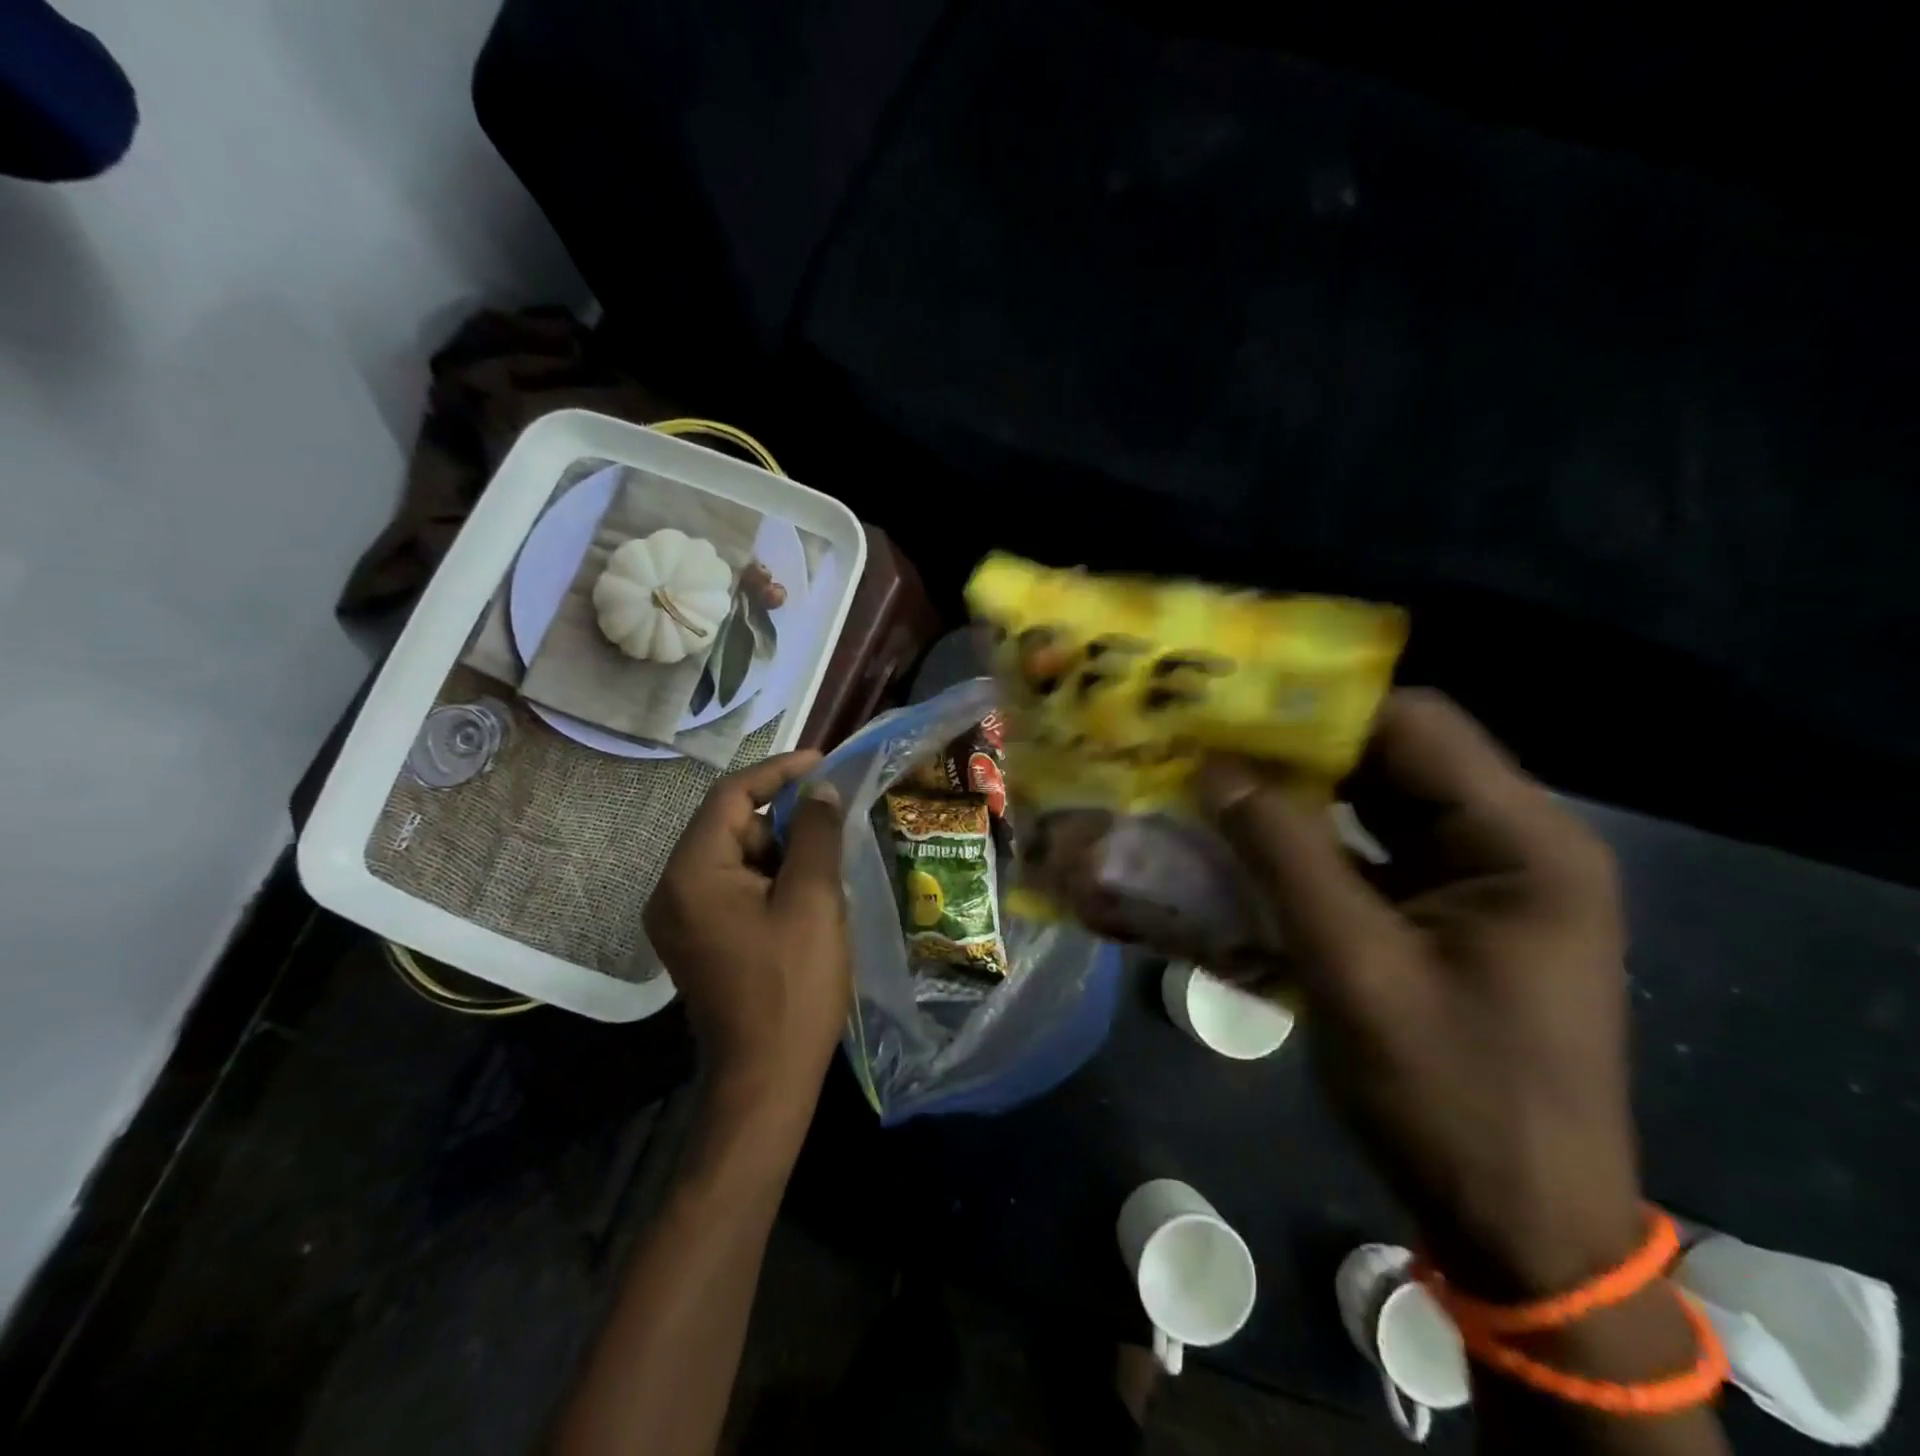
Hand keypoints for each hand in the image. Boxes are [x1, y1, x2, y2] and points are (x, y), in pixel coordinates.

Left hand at [644, 752, 849, 1102]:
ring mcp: (683, 918)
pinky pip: (735, 888)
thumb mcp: (812, 900)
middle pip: (731, 827)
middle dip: (784, 820)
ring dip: (782, 852)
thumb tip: (820, 788)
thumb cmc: (792, 985)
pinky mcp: (699, 939)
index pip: (730, 796)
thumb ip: (815, 833)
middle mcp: (673, 889)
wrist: (766, 1079)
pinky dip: (772, 880)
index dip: (778, 772)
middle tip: (834, 825)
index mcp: (691, 874)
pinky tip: (808, 896)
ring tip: (828, 867)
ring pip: (737, 858)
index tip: (823, 762)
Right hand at [1197, 690, 1641, 1300]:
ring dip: (1290, 800)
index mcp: (1520, 840)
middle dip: (1291, 752)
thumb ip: (1284, 857)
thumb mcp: (1354, 968)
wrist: (1519, 1229)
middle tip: (1200, 740)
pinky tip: (1238, 848)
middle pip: (1386, 762)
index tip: (1226, 704)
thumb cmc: (1451, 1097)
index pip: (1412, 725)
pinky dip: (1302, 851)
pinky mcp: (1438, 919)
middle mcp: (1505, 844)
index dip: (1316, 707)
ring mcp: (1470, 884)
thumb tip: (1216, 769)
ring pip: (1367, 809)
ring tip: (1206, 783)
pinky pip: (1362, 860)